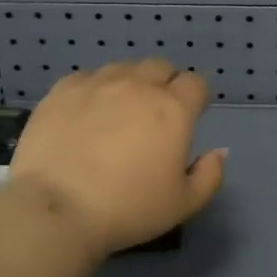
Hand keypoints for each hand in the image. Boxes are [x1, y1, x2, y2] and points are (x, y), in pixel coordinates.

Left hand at [9, 59, 227, 259]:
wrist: (57, 210)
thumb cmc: (128, 209)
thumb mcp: (184, 204)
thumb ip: (210, 175)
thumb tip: (219, 151)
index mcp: (173, 109)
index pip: (196, 83)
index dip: (196, 97)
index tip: (190, 116)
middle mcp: (138, 85)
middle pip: (160, 67)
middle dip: (165, 83)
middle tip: (155, 115)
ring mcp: (97, 83)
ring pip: (123, 68)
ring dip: (129, 83)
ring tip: (119, 112)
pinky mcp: (62, 90)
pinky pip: (86, 78)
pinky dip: (94, 90)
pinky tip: (85, 114)